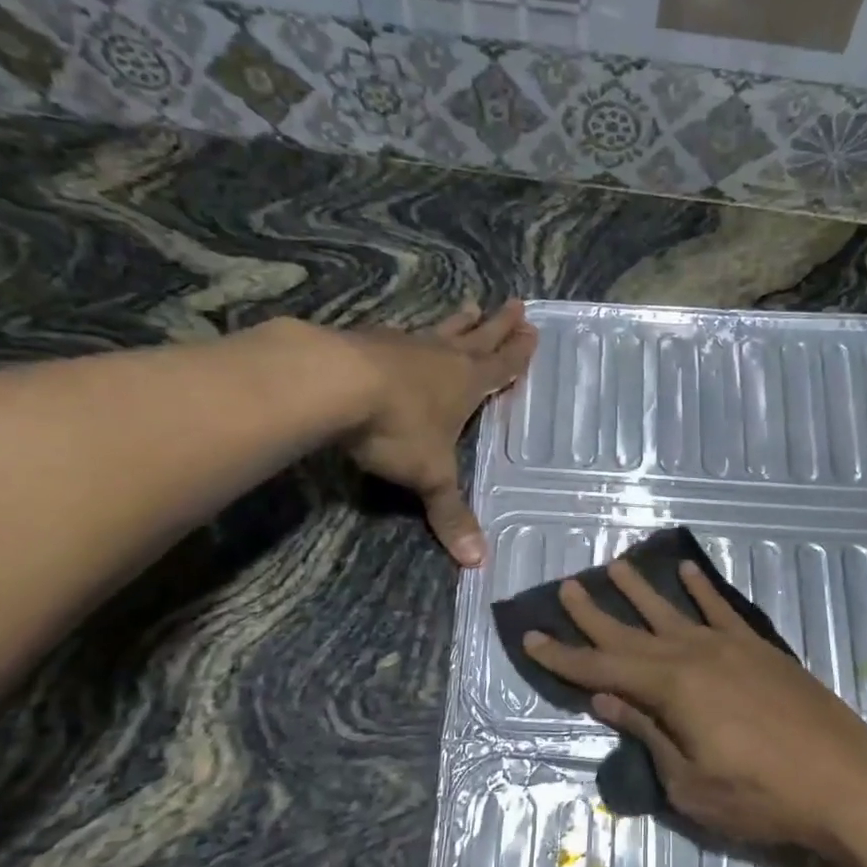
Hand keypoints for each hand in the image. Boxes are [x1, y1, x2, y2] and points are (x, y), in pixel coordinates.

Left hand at [343, 300, 536, 565]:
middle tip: (516, 304)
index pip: (501, 366)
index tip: (533, 330)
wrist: (334, 383)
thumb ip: (450, 514)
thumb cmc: (397, 428)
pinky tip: (399, 332)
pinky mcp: (367, 341)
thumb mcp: (429, 476)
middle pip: (478, 337)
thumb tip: (477, 562)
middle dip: (498, 325)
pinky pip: (397, 334)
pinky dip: (407, 334)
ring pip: (439, 330)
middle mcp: (441, 357)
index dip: (518, 353)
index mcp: (466, 384)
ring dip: (457, 321)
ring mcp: (404, 345)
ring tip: (470, 305)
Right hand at [520, 557, 866, 854]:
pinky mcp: (760, 648)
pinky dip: (701, 589)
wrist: (846, 783)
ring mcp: (729, 646)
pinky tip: (686, 572)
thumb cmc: (762, 797)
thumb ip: (648, 733)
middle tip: (565, 587)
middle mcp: (694, 655)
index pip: (602, 669)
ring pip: (672, 611)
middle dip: (593, 614)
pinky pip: (722, 609)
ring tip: (614, 566)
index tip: (531, 637)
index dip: (564, 656)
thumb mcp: (691, 783)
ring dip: (640, 591)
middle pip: (631, 632)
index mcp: (671, 688)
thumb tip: (606, 698)